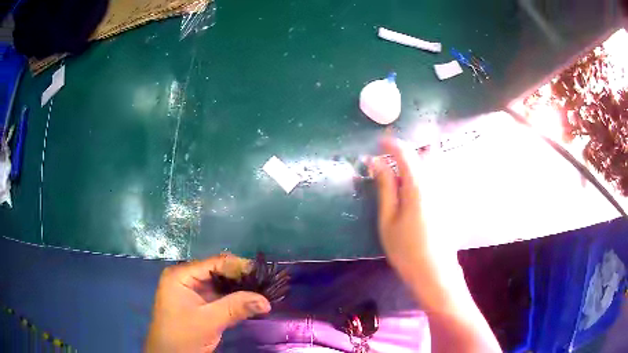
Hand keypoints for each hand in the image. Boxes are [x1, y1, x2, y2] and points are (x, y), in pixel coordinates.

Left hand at [145, 254, 270, 352]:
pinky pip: (219, 297)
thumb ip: (236, 307)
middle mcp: (186, 279)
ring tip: (262, 292)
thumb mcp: (209, 321)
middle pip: (217, 272)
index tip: (262, 273)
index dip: (238, 266)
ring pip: (220, 285)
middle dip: (241, 278)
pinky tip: (250, 302)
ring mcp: (192, 292)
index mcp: (181, 275)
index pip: (213, 263)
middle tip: (265, 284)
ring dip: (239, 290)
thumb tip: (266, 300)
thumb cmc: (183, 336)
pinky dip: (234, 300)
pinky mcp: (198, 305)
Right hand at [371, 139, 457, 294]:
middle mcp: (435, 181)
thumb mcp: (388, 219)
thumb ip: (385, 187)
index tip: (378, 143)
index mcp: (418, 185)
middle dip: (409, 147)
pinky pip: (438, 174)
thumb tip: (376, 161)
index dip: (391, 144)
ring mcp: (445, 190)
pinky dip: (425, 170)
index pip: (406, 152)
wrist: (434, 272)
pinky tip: (414, 184)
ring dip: (418, 158)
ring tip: (401, 168)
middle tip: (391, 155)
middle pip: (427, 151)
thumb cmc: (406, 249)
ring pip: (434, 162)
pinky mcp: (448, 200)